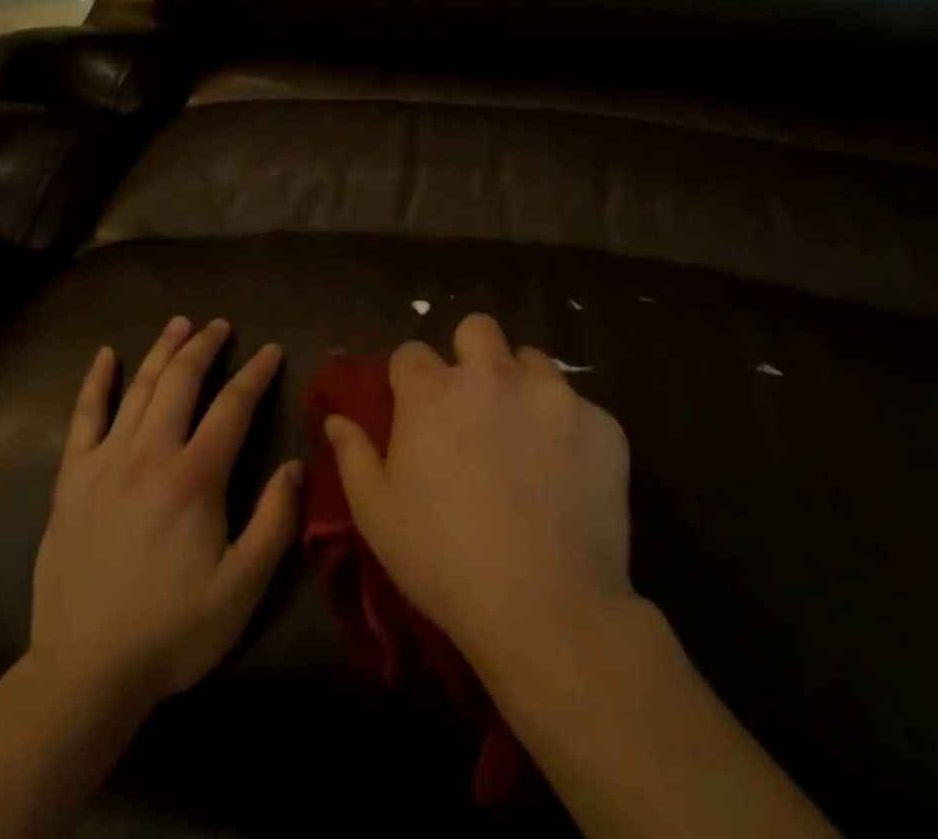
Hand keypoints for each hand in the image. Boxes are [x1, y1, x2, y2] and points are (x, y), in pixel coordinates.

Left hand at [29, 316, 300, 706]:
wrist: (85, 671)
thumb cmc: (173, 630)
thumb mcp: (242, 588)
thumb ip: (274, 522)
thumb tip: (295, 465)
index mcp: (195, 476)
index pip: (232, 406)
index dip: (256, 374)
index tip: (272, 350)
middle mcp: (150, 453)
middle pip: (181, 381)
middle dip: (205, 346)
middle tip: (220, 326)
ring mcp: (105, 461)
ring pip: (138, 388)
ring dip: (161, 350)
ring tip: (180, 324)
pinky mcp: (71, 478)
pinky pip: (83, 417)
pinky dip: (96, 382)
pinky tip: (105, 356)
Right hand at [323, 313, 633, 671]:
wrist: (547, 609)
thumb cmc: (444, 561)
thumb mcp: (377, 515)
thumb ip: (352, 455)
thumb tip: (336, 418)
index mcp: (433, 393)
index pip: (411, 351)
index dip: (409, 378)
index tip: (414, 409)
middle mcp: (491, 376)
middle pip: (477, 329)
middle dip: (471, 353)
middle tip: (474, 402)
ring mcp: (552, 395)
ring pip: (533, 360)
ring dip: (522, 385)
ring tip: (525, 434)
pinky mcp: (601, 424)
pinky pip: (580, 407)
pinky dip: (569, 429)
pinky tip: (568, 474)